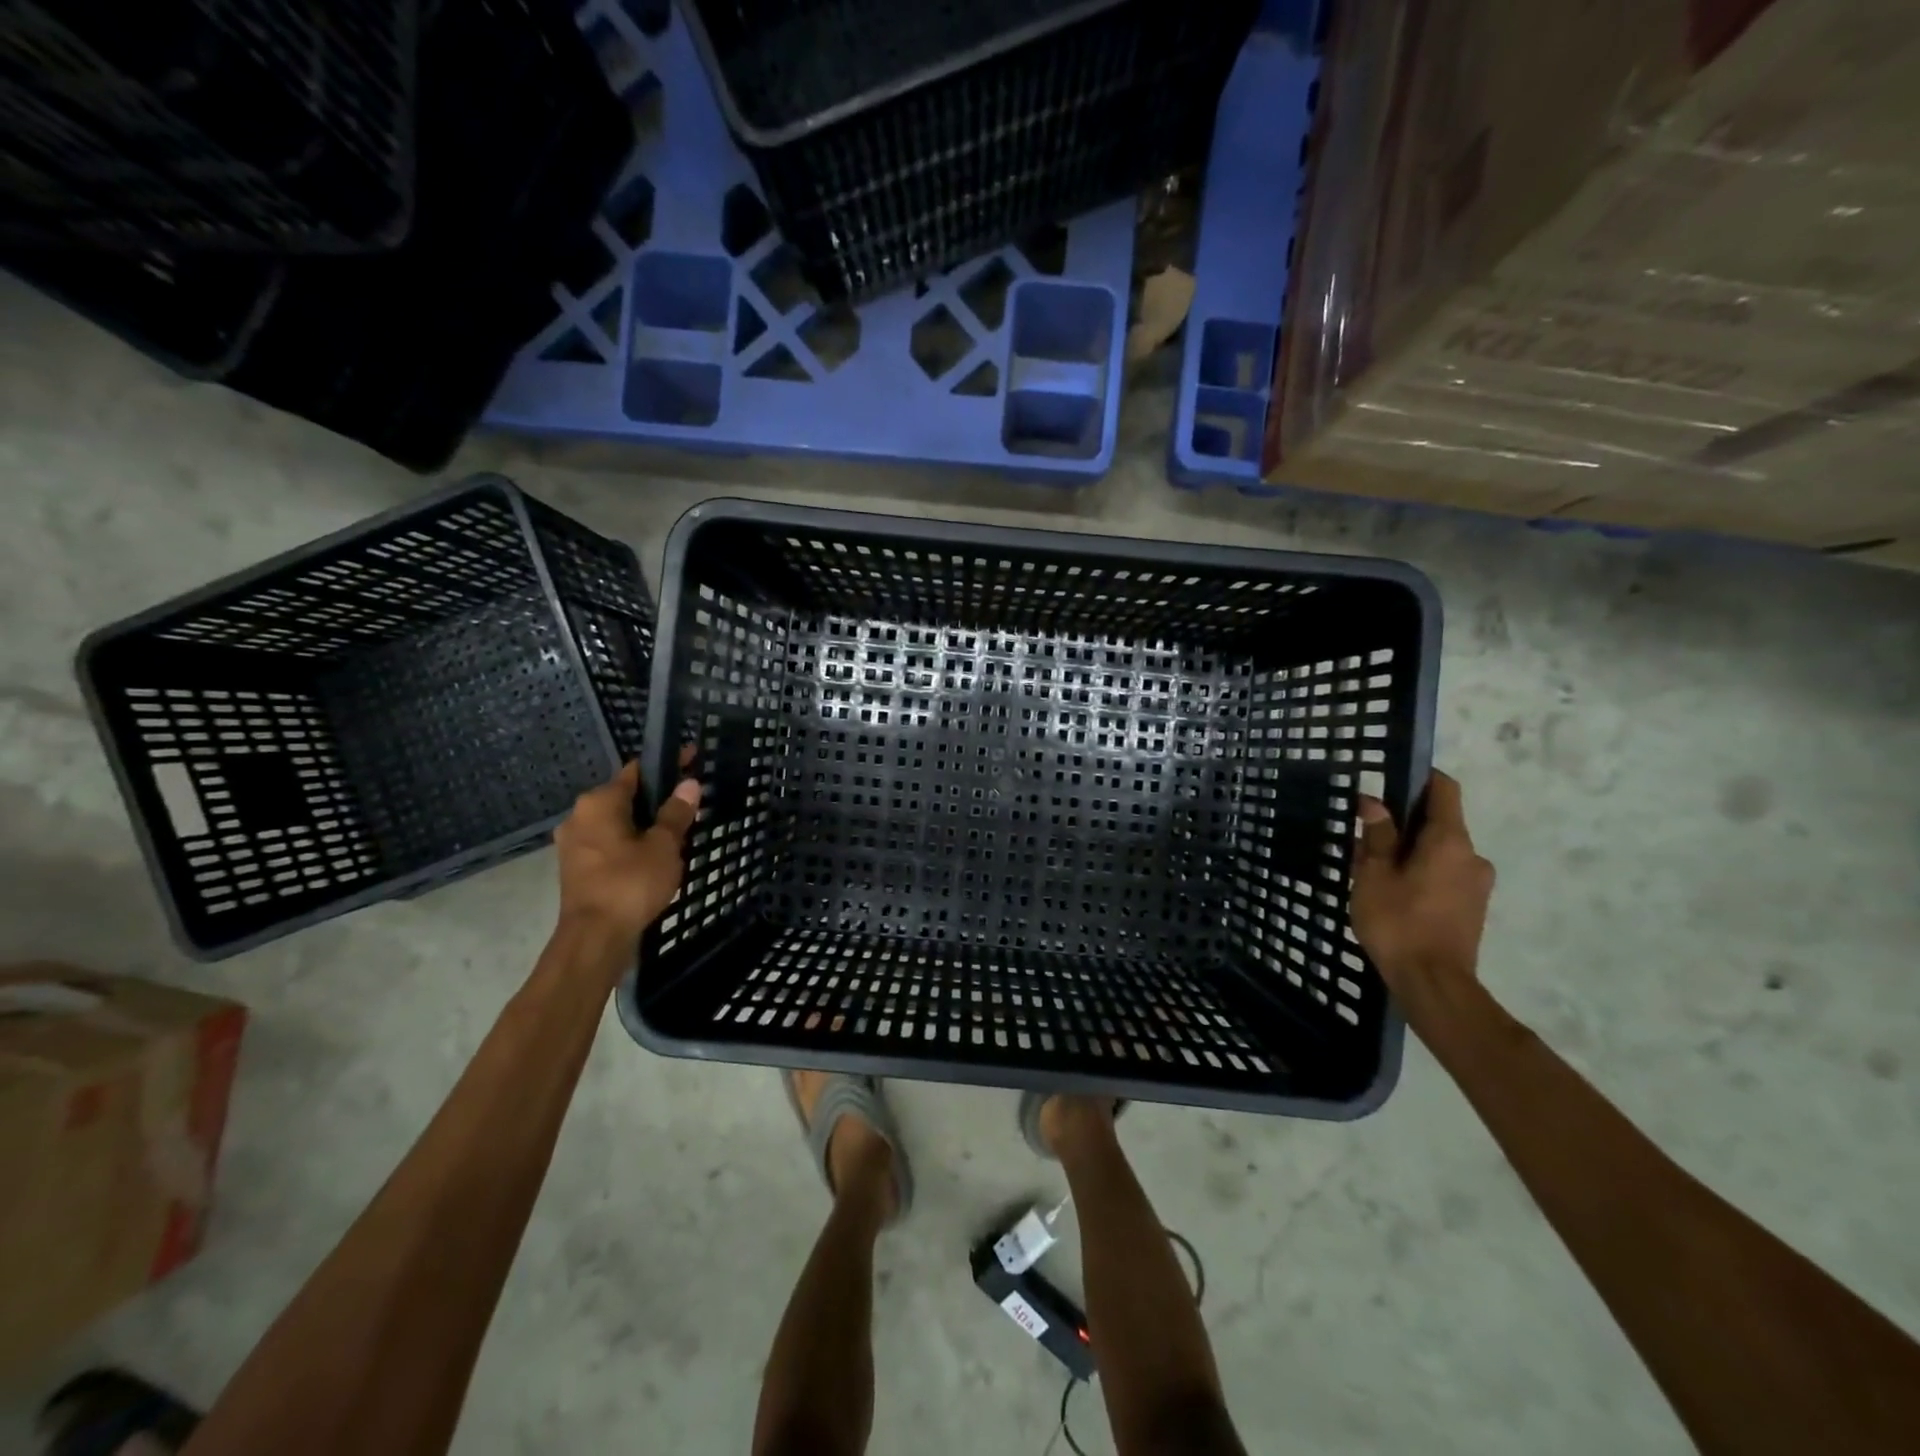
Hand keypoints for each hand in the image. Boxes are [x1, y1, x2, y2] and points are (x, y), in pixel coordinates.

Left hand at [554, 761, 700, 946]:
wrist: (595, 937)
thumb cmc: (631, 883)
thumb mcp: (664, 846)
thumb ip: (676, 813)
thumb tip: (689, 784)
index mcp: (599, 802)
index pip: (638, 771)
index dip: (667, 765)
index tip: (692, 760)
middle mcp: (579, 815)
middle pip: (625, 797)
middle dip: (655, 799)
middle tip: (688, 805)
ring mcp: (573, 843)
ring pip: (616, 822)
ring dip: (642, 823)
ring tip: (675, 832)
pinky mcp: (576, 867)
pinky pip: (608, 843)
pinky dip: (630, 843)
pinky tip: (652, 856)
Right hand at [1349, 770, 1494, 999]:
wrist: (1433, 983)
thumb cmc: (1398, 922)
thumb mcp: (1374, 875)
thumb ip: (1377, 836)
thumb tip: (1374, 802)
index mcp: (1450, 841)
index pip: (1444, 790)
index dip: (1420, 779)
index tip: (1390, 782)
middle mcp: (1472, 855)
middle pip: (1439, 823)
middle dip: (1402, 825)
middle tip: (1364, 841)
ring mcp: (1477, 884)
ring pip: (1439, 852)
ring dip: (1409, 853)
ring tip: (1373, 874)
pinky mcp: (1473, 907)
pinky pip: (1444, 875)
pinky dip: (1420, 874)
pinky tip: (1392, 894)